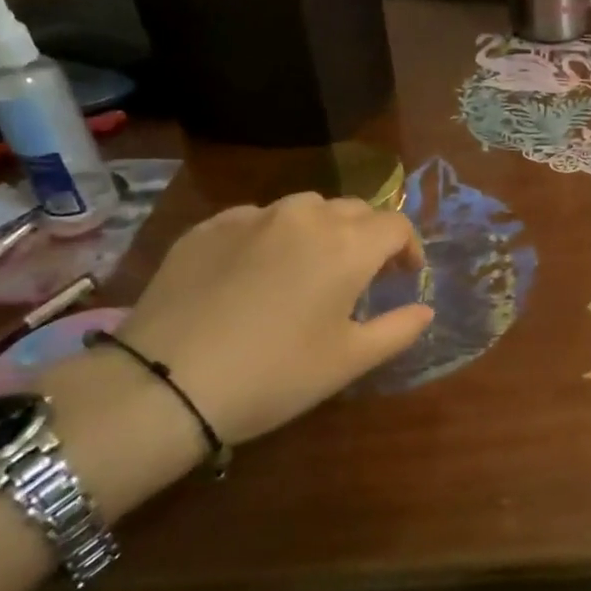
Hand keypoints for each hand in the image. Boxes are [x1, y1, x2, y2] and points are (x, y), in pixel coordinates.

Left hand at [112, 193, 431, 443]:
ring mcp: (251, 217)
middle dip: (368, 236)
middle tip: (362, 275)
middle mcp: (304, 217)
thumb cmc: (275, 374)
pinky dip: (273, 236)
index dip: (409, 248)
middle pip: (354, 210)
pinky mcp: (207, 228)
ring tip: (310, 267)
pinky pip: (256, 219)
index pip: (396, 226)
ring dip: (322, 230)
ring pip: (304, 208)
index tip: (404, 277)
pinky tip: (257, 271)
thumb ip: (398, 330)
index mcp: (347, 246)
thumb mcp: (350, 361)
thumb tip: (424, 311)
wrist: (166, 383)